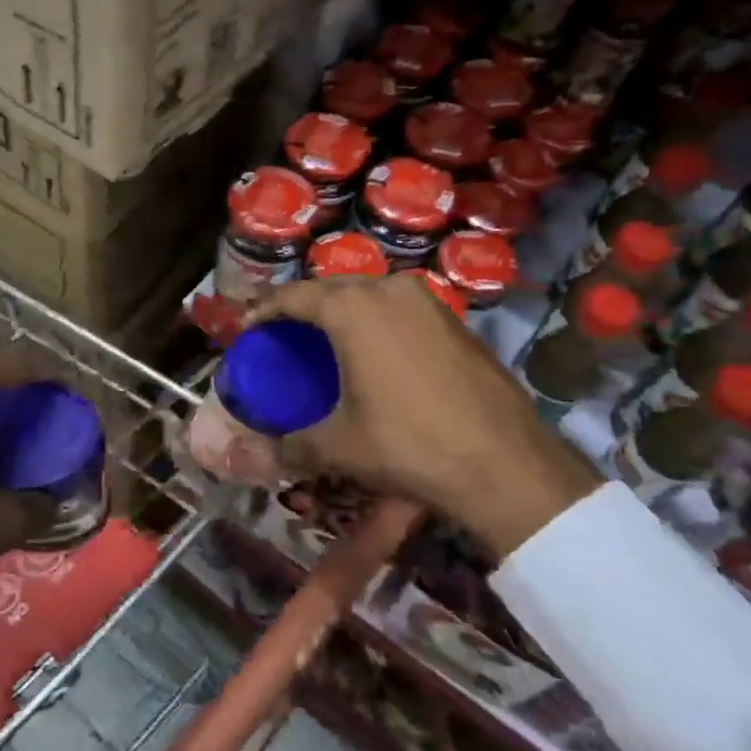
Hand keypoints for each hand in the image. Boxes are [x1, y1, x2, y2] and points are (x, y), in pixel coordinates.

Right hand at [251, 278, 597, 558]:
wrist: (504, 462)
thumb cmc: (409, 444)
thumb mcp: (341, 446)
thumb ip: (295, 444)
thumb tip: (269, 453)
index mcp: (353, 308)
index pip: (294, 296)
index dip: (264, 310)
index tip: (246, 327)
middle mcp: (389, 290)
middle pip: (331, 288)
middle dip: (302, 306)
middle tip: (282, 332)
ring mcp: (428, 301)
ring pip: (369, 294)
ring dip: (342, 310)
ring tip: (325, 338)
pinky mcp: (454, 320)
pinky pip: (399, 308)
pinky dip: (376, 320)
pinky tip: (374, 351)